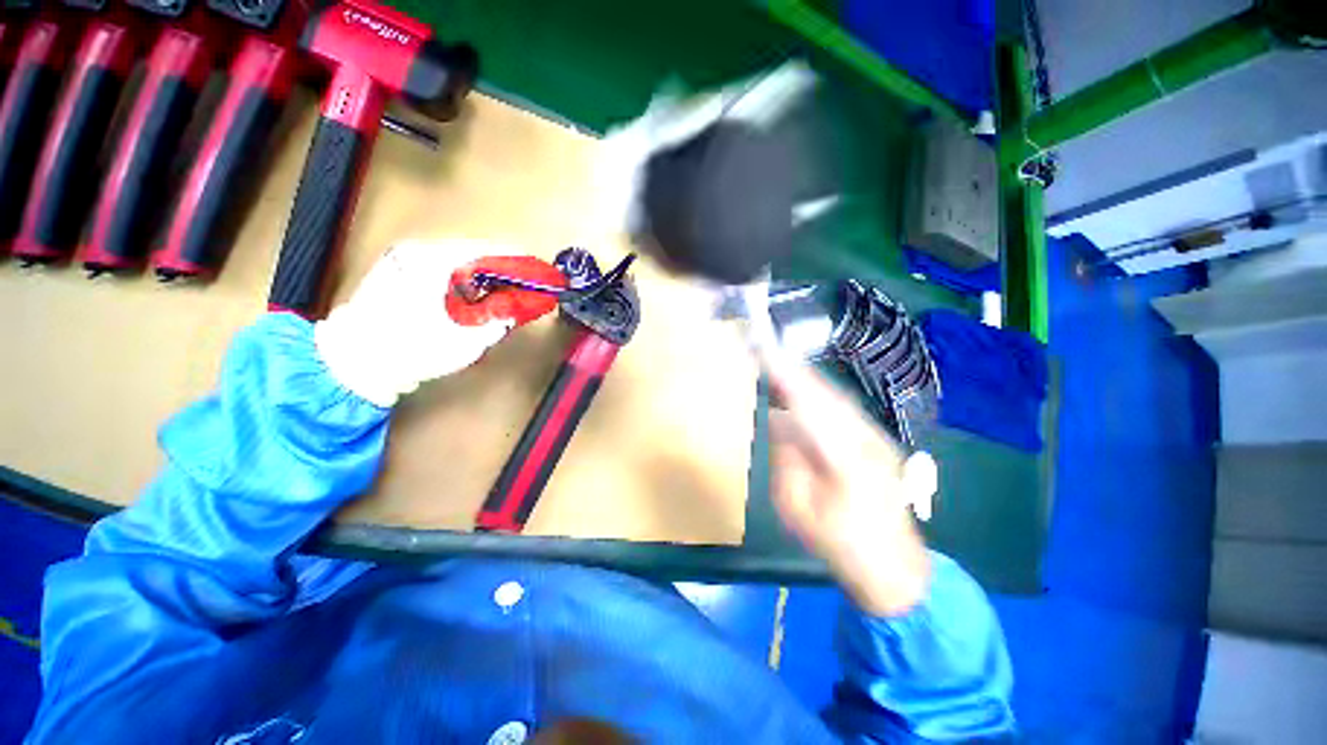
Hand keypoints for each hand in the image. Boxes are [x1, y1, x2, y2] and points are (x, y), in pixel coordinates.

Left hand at [314, 239, 527, 406]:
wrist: (354, 363)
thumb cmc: (411, 350)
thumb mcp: (466, 341)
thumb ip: (498, 322)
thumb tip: (515, 310)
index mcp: (434, 260)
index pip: (486, 250)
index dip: (515, 260)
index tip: (535, 270)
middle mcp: (417, 251)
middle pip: (472, 252)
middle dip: (500, 269)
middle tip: (520, 285)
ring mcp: (402, 259)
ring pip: (456, 260)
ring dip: (481, 274)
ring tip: (500, 291)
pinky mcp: (396, 271)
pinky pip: (440, 267)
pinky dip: (461, 278)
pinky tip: (471, 295)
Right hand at [767, 355, 932, 616]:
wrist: (895, 567)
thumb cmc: (839, 543)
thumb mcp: (797, 506)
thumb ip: (787, 457)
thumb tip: (780, 419)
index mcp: (844, 457)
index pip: (808, 405)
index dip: (785, 377)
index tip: (762, 355)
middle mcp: (865, 438)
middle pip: (825, 393)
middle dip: (794, 370)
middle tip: (765, 352)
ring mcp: (876, 437)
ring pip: (836, 396)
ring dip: (806, 378)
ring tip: (779, 364)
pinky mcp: (877, 440)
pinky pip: (842, 407)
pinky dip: (819, 392)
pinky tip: (805, 388)